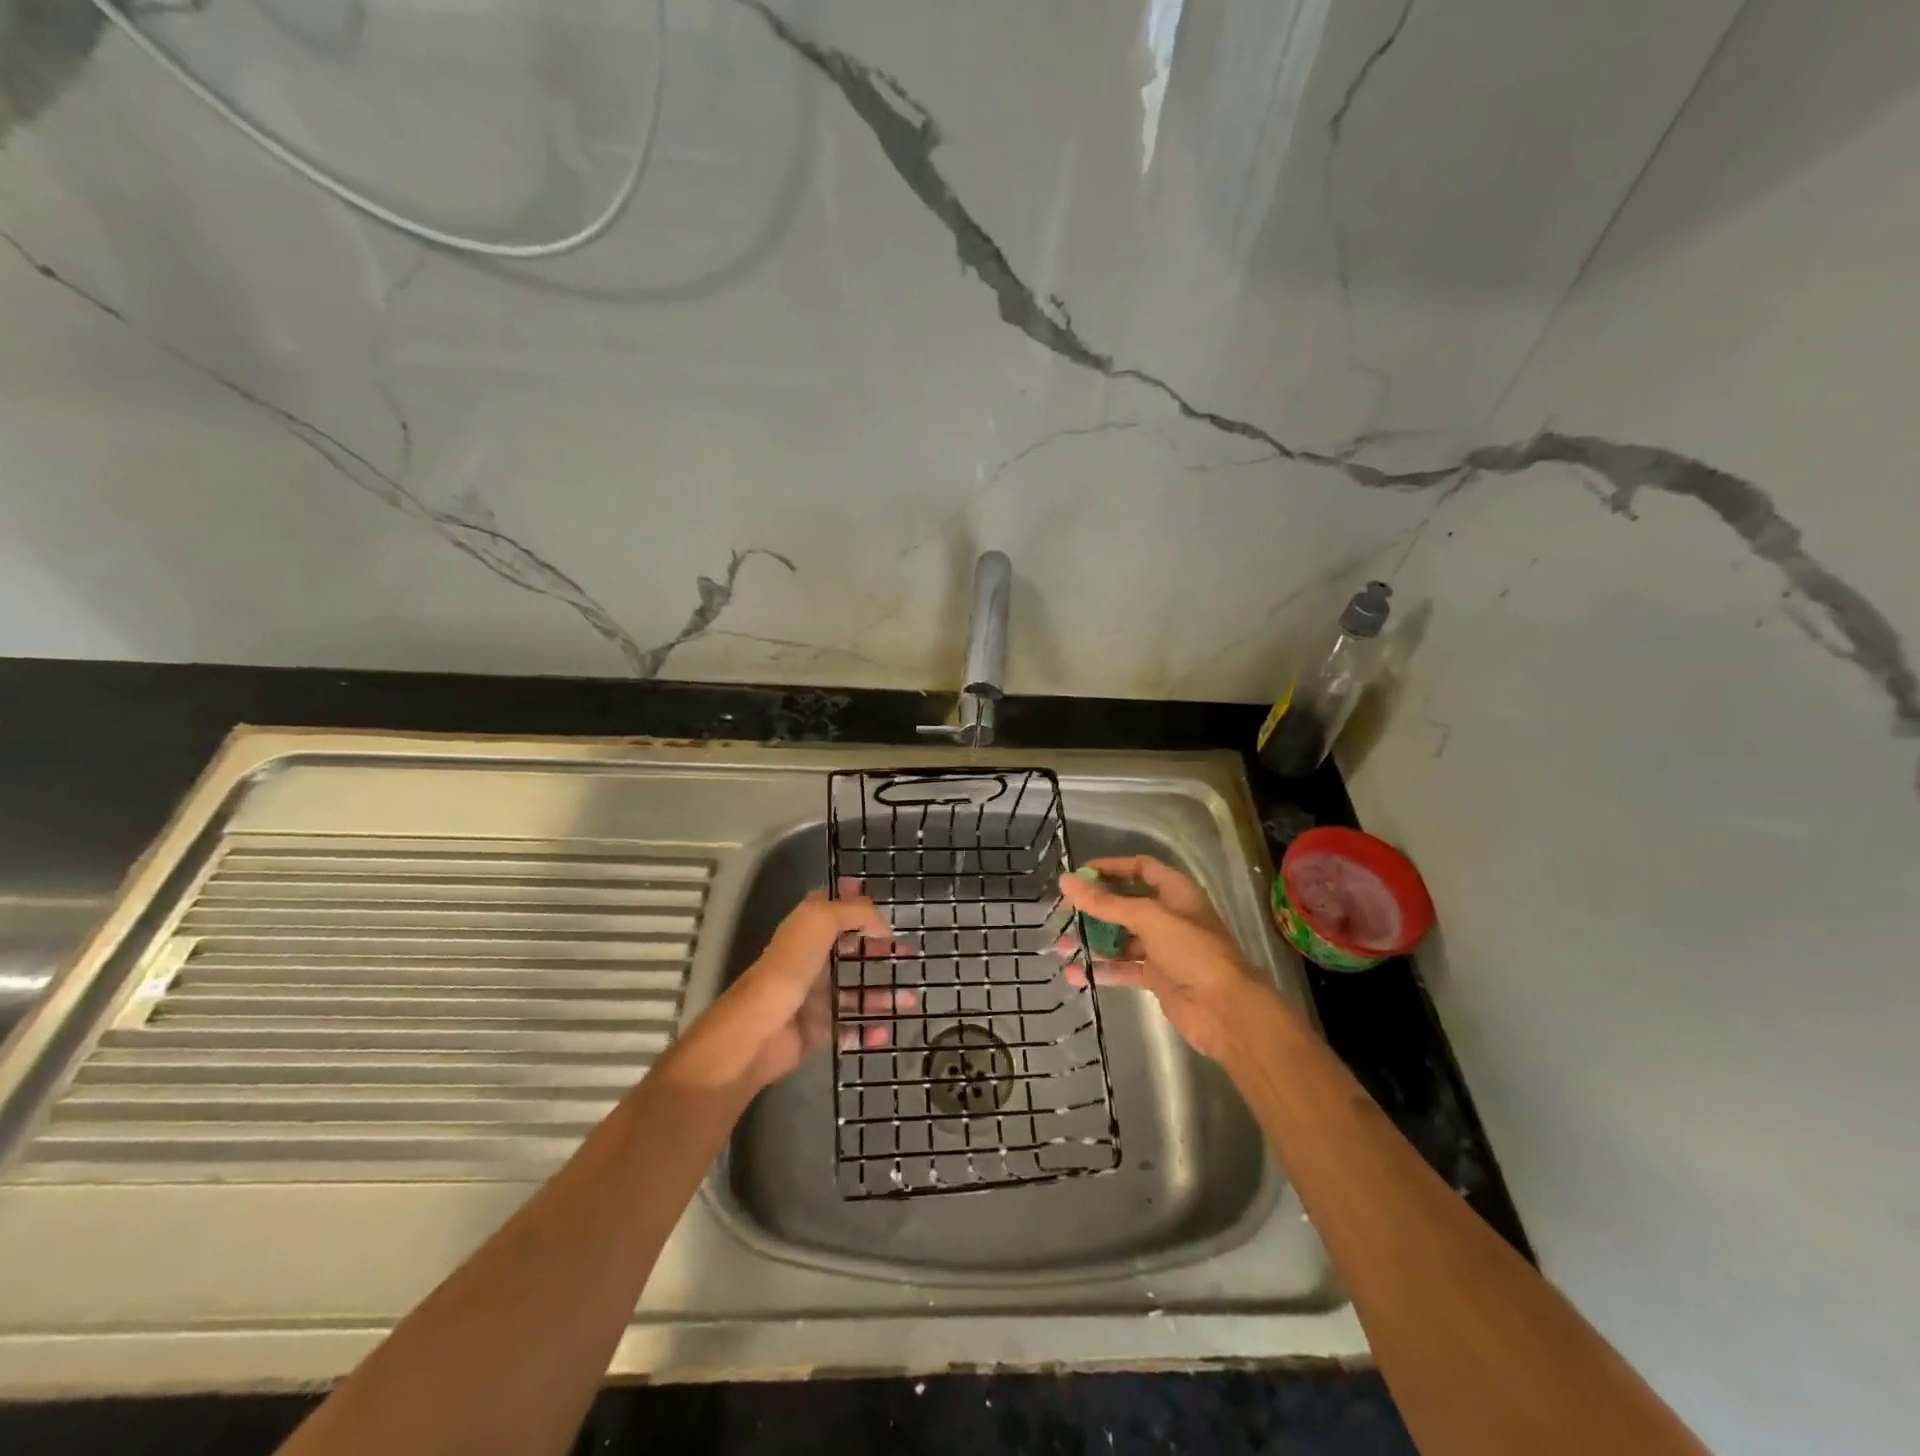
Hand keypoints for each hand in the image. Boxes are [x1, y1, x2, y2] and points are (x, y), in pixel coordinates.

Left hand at [670, 884, 912, 1092]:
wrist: (758, 1031)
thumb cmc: (789, 968)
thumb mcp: (820, 921)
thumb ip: (855, 912)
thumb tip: (882, 926)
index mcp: (807, 929)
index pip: (832, 906)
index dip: (854, 901)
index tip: (884, 904)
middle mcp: (811, 958)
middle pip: (851, 949)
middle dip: (880, 949)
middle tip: (909, 953)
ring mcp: (815, 996)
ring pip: (856, 991)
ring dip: (883, 995)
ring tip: (911, 1000)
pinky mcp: (817, 1029)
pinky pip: (850, 1028)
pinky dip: (869, 1030)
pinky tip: (886, 1030)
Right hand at [1058, 855, 1262, 1060]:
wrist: (1226, 1010)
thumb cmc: (1192, 951)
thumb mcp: (1148, 918)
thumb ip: (1105, 902)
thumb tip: (1066, 880)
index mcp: (1176, 892)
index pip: (1141, 868)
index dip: (1111, 867)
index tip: (1079, 874)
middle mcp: (1169, 916)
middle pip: (1126, 904)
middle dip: (1094, 907)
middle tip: (1062, 912)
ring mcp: (1163, 948)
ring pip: (1121, 938)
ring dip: (1093, 941)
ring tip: (1061, 946)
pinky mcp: (1157, 977)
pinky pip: (1124, 968)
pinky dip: (1101, 970)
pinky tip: (1075, 975)